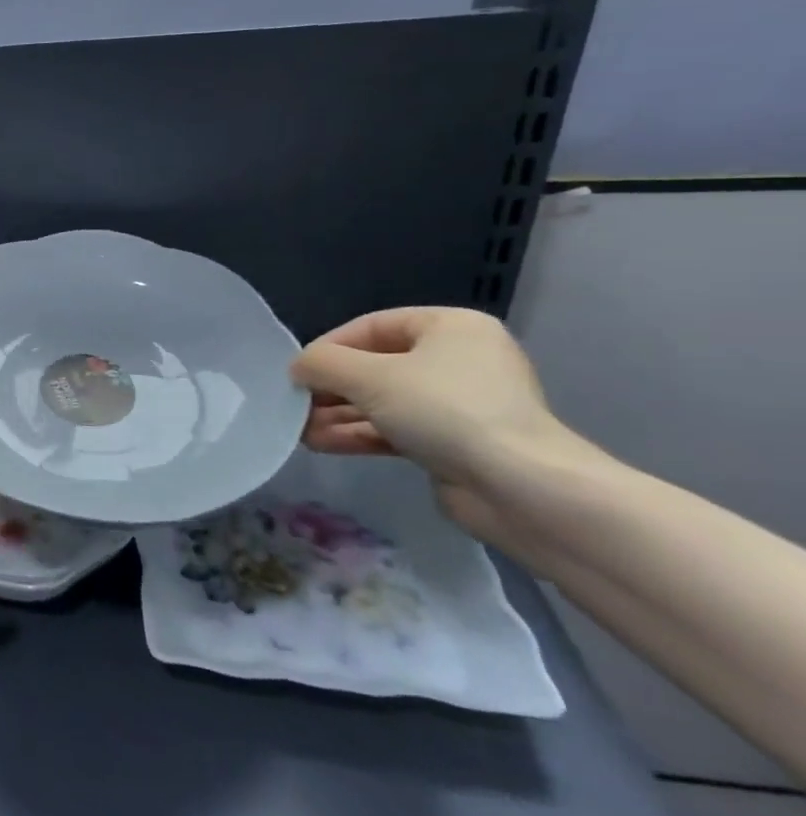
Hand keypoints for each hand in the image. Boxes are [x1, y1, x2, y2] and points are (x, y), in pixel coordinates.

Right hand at [291, 307, 566, 547]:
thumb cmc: (445, 411)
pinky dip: (359, 434)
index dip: (328, 347)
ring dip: (338, 414)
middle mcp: (458, 359)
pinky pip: (396, 429)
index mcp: (450, 327)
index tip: (296, 373)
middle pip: (375, 366)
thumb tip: (297, 368)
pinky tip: (321, 445)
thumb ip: (323, 364)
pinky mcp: (455, 443)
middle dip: (330, 388)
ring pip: (382, 401)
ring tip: (299, 430)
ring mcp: (459, 404)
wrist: (521, 489)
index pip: (371, 326)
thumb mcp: (369, 377)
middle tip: (294, 404)